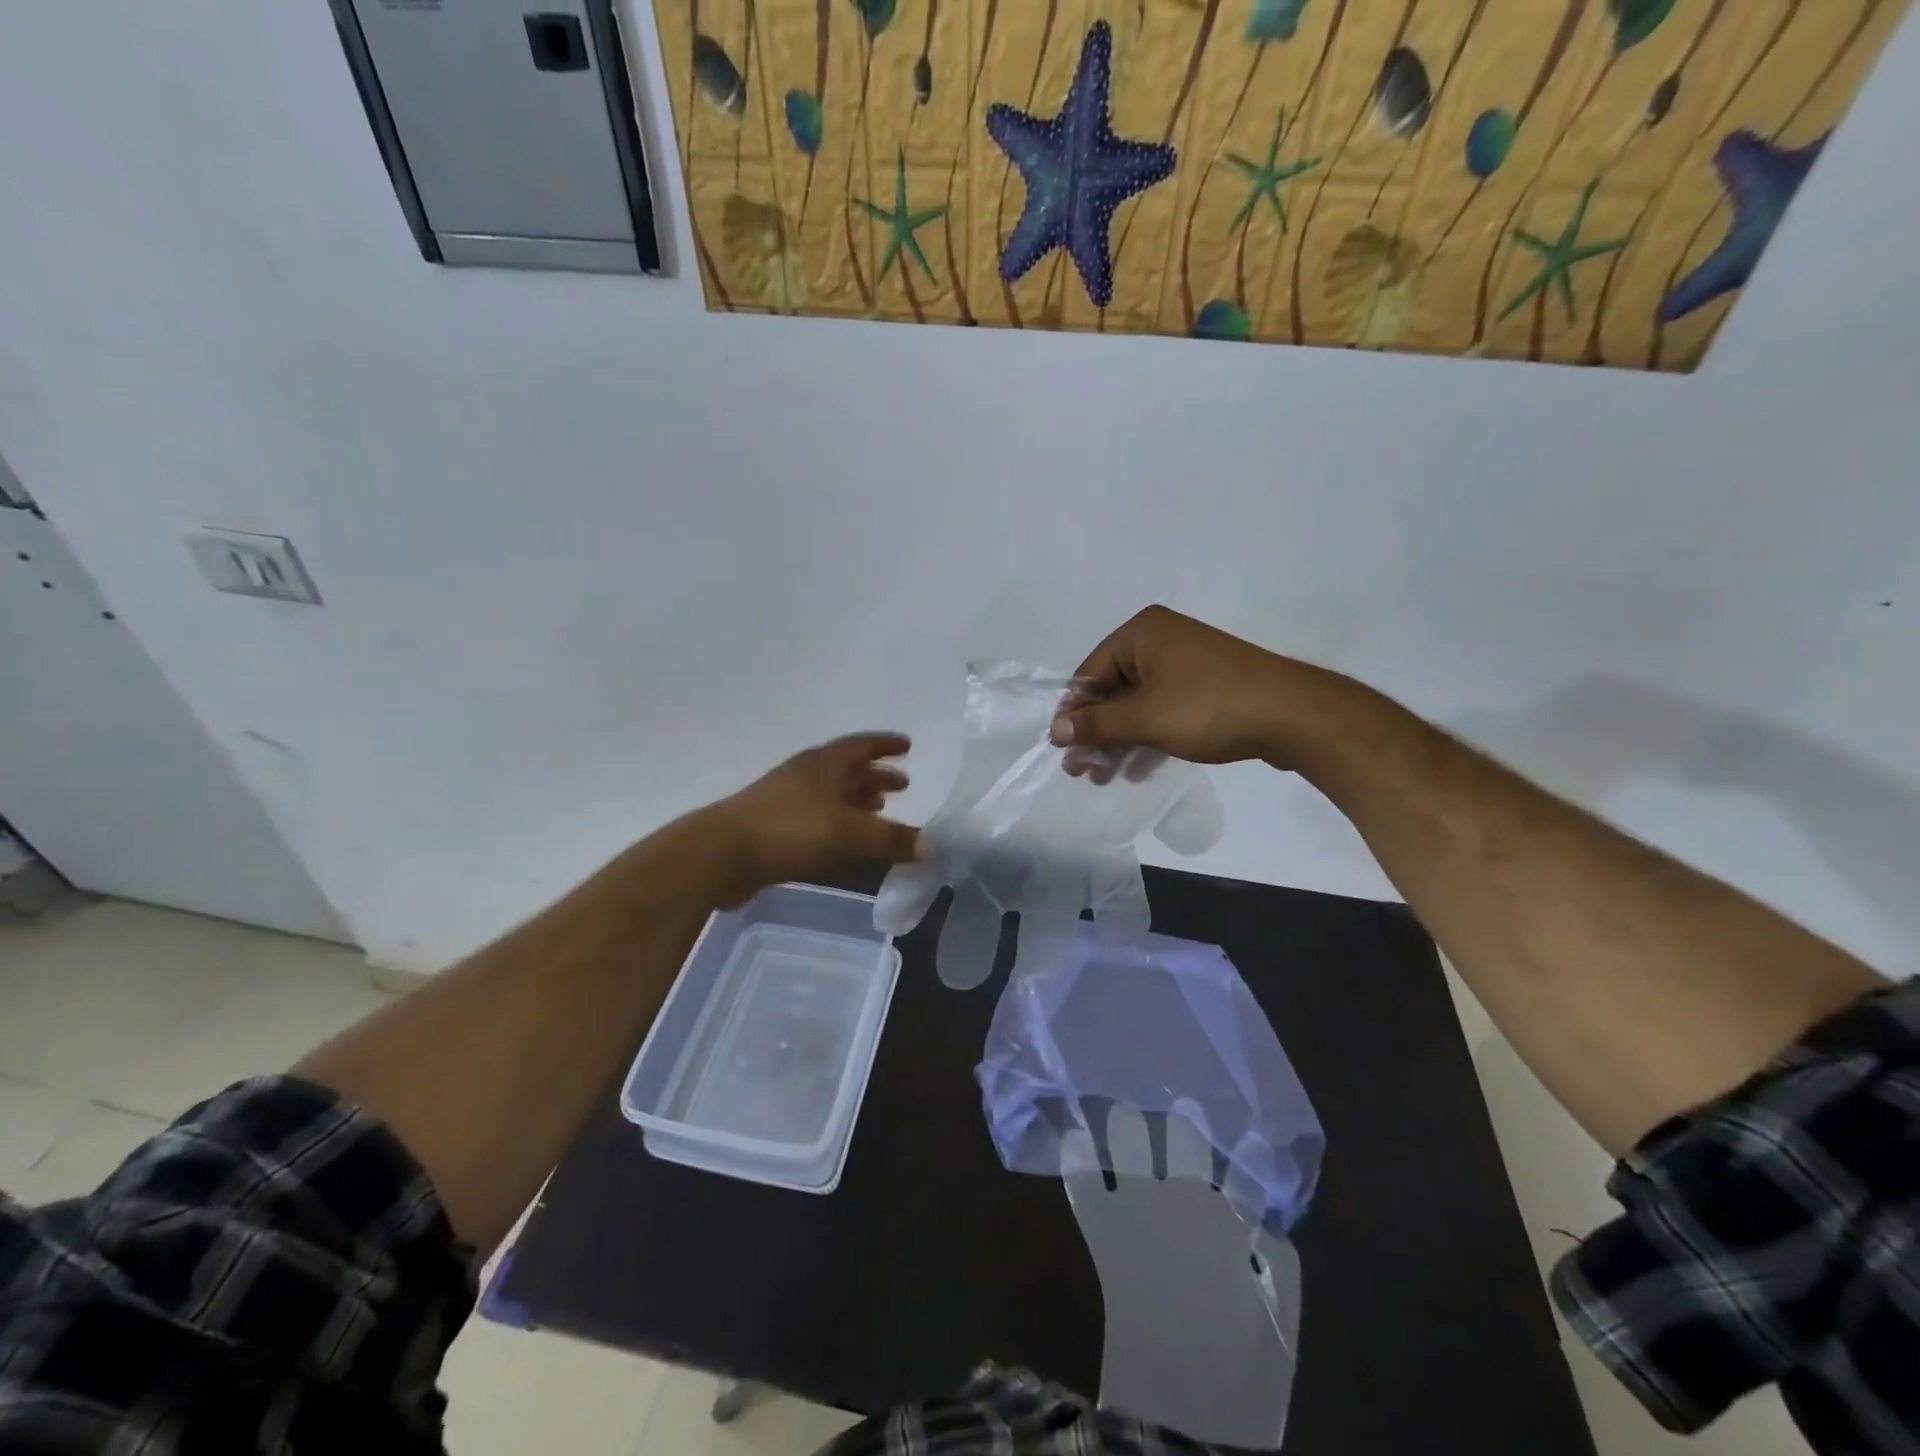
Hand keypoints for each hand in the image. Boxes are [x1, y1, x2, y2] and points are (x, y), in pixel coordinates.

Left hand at [702, 733, 923, 905]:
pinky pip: (819, 817)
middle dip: (876, 776)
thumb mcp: (848, 833)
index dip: (885, 745)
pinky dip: (840, 823)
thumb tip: (932, 846)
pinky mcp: (775, 827)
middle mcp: (807, 775)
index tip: (908, 746)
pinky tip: (847, 841)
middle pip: (848, 769)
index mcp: (824, 763)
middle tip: (903, 785)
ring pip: (832, 794)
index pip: (861, 745)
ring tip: (880, 810)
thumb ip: (891, 839)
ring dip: (858, 800)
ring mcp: (787, 800)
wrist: (722, 854)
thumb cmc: (790, 830)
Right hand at [1050, 606, 1328, 775]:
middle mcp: (1161, 641)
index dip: (1073, 713)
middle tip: (1079, 771)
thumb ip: (1097, 725)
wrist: (1293, 715)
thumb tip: (1055, 731)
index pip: (1089, 672)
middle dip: (1096, 732)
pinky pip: (1163, 711)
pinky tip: (1135, 770)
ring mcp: (1187, 665)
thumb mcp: (1144, 718)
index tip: (1061, 749)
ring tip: (1102, 777)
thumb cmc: (1208, 707)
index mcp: (1142, 633)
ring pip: (1138, 704)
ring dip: (1119, 741)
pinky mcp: (1206, 688)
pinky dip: (1147, 737)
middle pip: (1113, 690)